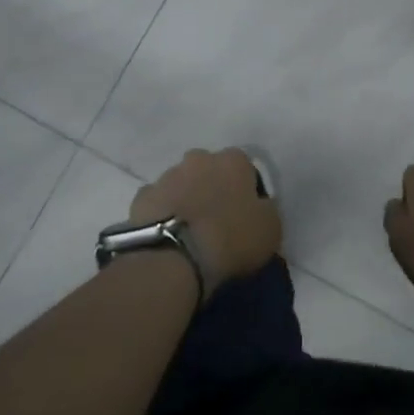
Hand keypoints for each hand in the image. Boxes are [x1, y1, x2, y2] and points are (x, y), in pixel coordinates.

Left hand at [130, 148, 280, 298]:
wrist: (175, 256)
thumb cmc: (231, 238)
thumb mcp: (270, 229)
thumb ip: (267, 210)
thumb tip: (259, 207)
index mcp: (233, 161)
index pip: (245, 167)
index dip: (246, 190)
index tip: (246, 214)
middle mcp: (200, 158)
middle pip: (210, 170)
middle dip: (213, 188)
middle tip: (216, 219)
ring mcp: (168, 175)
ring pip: (182, 183)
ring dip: (187, 199)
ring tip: (190, 231)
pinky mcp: (143, 196)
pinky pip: (159, 202)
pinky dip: (164, 213)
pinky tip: (167, 235)